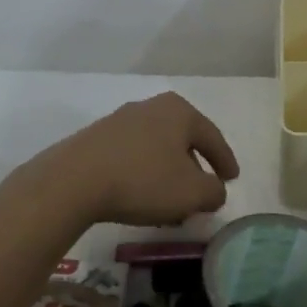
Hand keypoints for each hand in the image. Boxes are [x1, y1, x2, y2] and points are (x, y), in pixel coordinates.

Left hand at [26, 92, 239, 226]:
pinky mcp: (97, 138)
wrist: (74, 179)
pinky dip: (144, 172)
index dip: (225, 161)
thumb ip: (213, 191)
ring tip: (170, 199)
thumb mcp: (191, 193)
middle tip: (202, 190)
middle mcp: (152, 107)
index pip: (212, 136)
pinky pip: (132, 154)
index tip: (232, 179)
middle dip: (194, 166)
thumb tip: (215, 190)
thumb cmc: (143, 180)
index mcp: (179, 111)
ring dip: (167, 171)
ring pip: (156, 147)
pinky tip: (140, 194)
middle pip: (183, 139)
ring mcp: (121, 120)